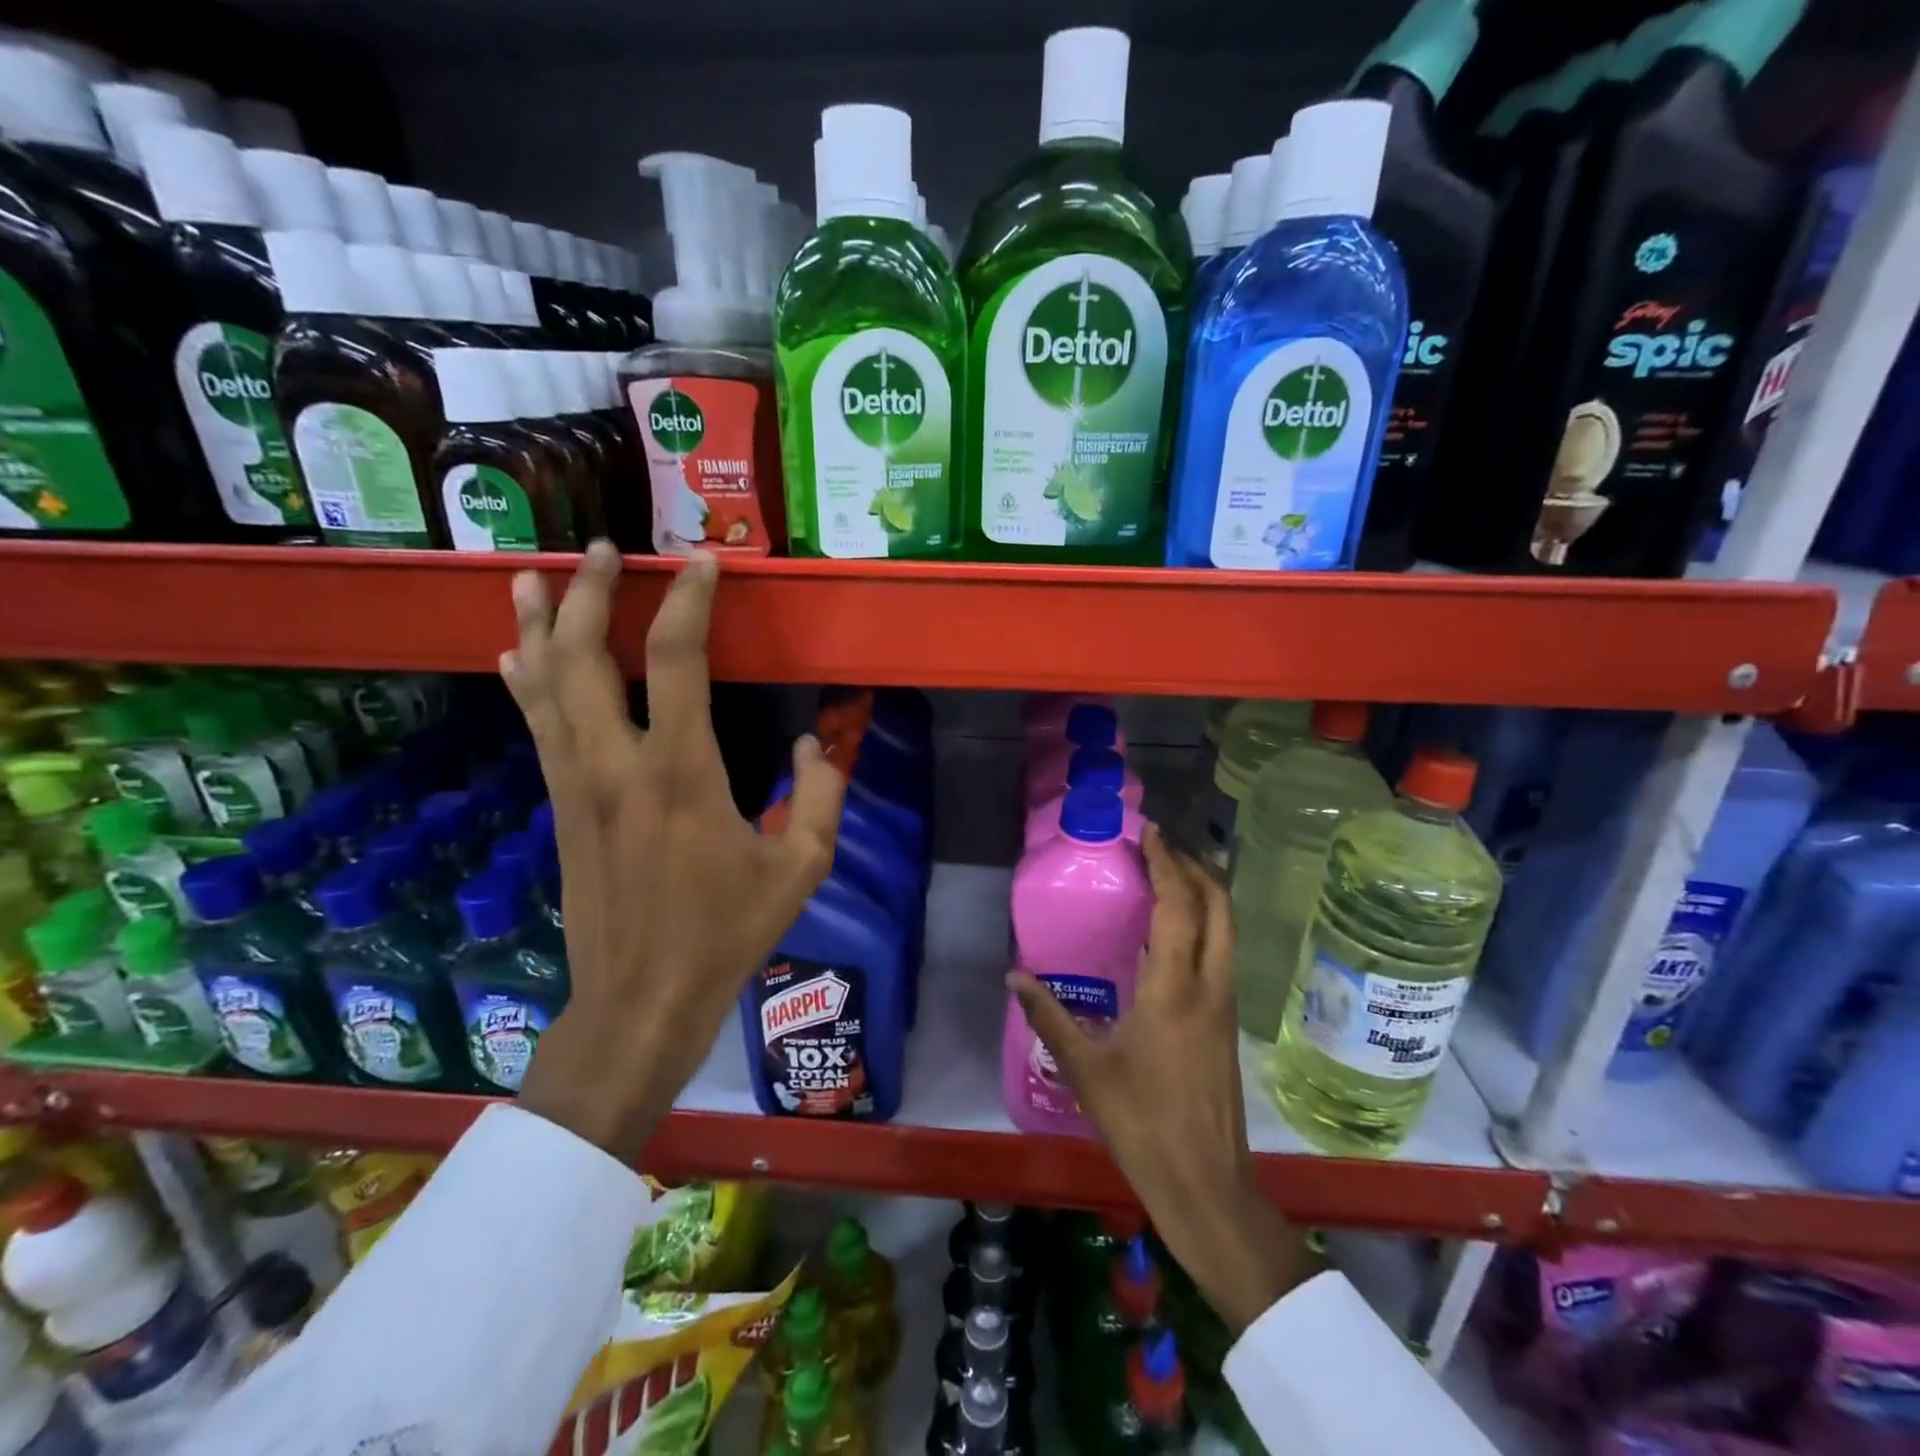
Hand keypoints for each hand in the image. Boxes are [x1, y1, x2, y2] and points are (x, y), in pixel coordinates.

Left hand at [503, 543, 845, 1162]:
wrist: (641, 1000)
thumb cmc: (727, 933)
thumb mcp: (802, 870)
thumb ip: (820, 796)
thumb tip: (811, 743)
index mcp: (683, 773)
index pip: (677, 661)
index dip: (688, 602)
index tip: (702, 563)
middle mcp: (618, 765)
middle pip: (585, 656)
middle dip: (587, 593)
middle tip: (599, 550)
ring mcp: (578, 784)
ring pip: (545, 685)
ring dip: (537, 624)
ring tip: (527, 574)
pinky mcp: (560, 806)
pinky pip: (537, 726)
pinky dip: (525, 681)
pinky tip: (513, 653)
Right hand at [1008, 826, 1307, 1333]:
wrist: (1206, 1185)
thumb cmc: (1142, 1123)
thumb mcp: (1085, 1068)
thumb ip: (1048, 1015)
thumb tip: (1015, 975)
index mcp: (1174, 988)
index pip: (1179, 906)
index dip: (1167, 864)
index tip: (1151, 834)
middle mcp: (1209, 986)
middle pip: (1218, 908)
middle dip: (1195, 869)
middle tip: (1161, 850)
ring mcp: (1224, 1006)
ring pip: (1226, 931)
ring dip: (1204, 896)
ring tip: (1168, 880)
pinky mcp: (1226, 1025)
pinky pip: (1220, 955)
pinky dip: (1203, 927)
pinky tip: (1171, 939)